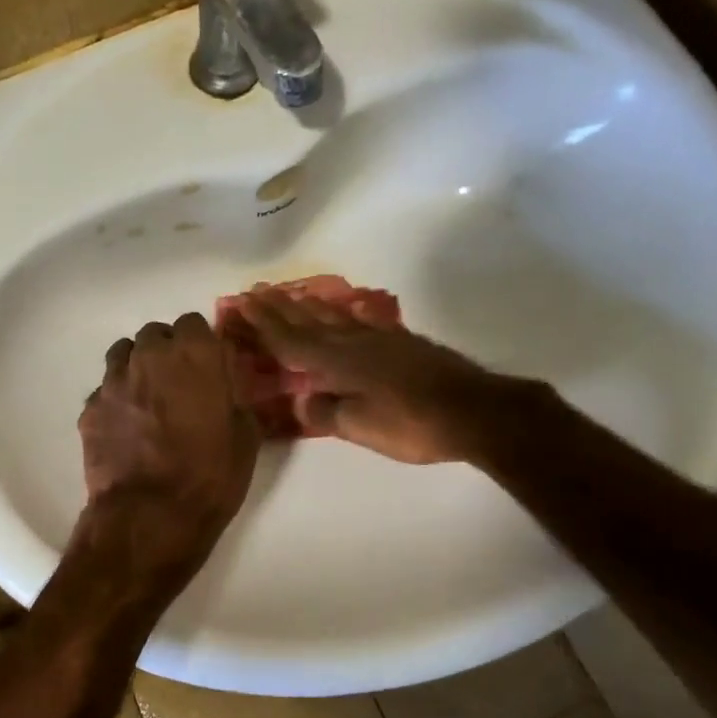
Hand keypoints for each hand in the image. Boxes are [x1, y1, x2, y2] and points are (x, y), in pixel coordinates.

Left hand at [79, 312, 258, 558]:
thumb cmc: (210, 476)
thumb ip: (234, 396)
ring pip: (124, 353)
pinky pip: (105, 389)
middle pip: (156, 334)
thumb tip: (225, 384)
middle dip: (167, 352)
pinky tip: (127, 426)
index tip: (207, 367)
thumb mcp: (245, 435)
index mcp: (194, 355)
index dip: (201, 344)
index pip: (194, 323)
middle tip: (179, 384)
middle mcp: (150, 356)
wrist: (150, 515)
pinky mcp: (90, 407)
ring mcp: (114, 380)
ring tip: (149, 398)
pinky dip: (117, 399)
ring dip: (138, 367)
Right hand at [233, 290, 510, 463]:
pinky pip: (361, 321)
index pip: (290, 340)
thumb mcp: (360, 427)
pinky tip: (345, 312)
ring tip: (291, 294)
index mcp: (338, 362)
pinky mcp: (402, 343)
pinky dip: (344, 314)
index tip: (242, 302)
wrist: (474, 411)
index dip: (264, 323)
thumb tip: (302, 400)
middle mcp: (354, 343)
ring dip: (308, 306)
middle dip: (280, 307)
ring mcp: (380, 339)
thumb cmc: (412, 424)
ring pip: (334, 317)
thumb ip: (326, 412)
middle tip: (256, 290)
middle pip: (308, 321)